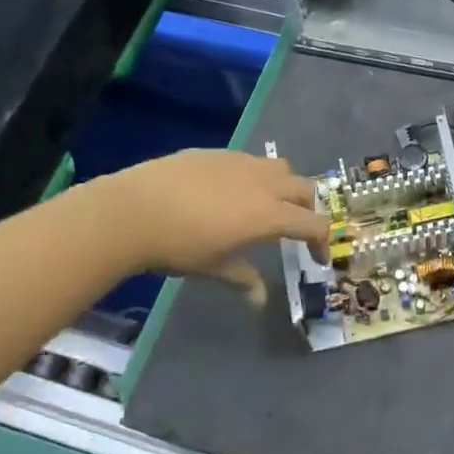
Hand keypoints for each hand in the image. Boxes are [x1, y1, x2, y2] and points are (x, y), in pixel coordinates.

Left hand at [99, 150, 328, 298]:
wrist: (132, 210)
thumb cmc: (177, 246)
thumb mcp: (214, 267)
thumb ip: (243, 278)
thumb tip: (259, 300)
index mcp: (268, 214)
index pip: (313, 224)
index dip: (322, 241)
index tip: (317, 257)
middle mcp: (262, 183)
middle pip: (304, 188)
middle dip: (308, 208)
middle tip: (296, 228)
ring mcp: (239, 162)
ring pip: (279, 167)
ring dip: (284, 185)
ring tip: (267, 203)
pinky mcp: (216, 153)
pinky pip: (248, 161)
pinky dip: (253, 176)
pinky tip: (229, 192)